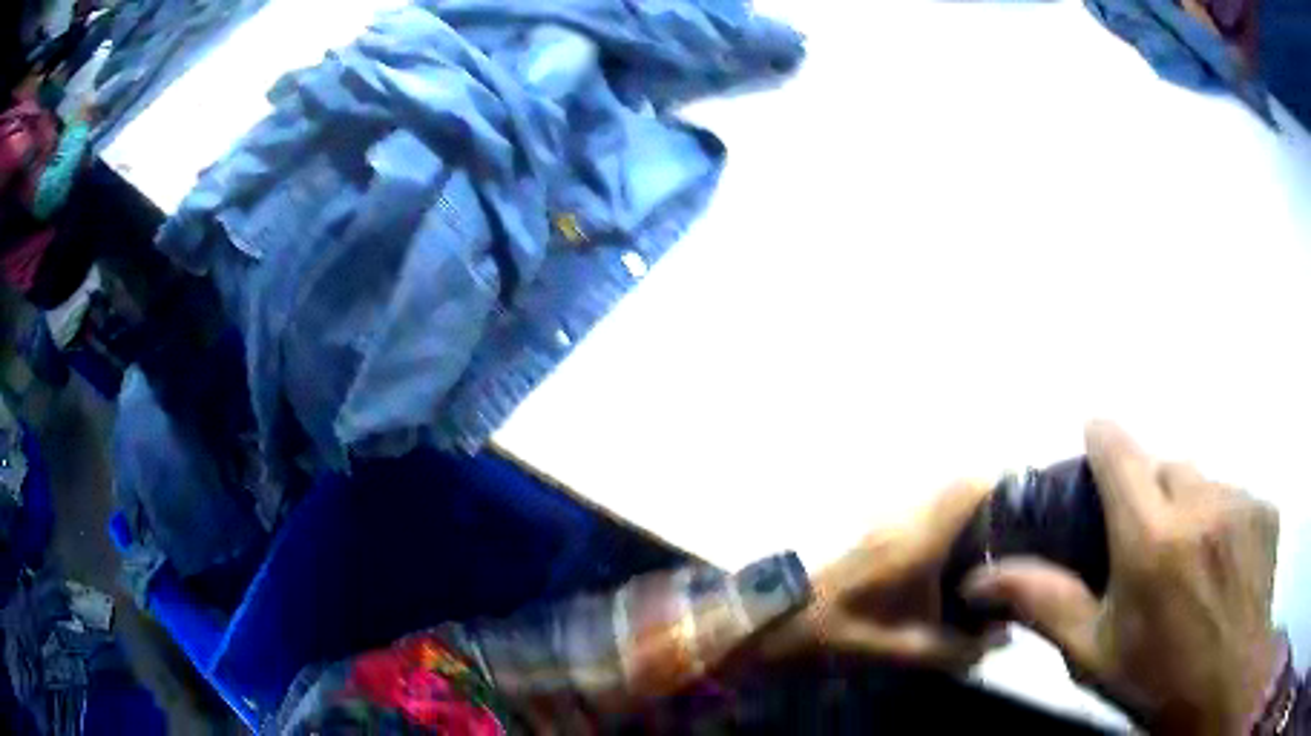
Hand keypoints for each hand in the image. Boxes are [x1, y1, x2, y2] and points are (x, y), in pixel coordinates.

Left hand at [762, 480, 1000, 669]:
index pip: (968, 488)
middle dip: (986, 506)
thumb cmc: (839, 636)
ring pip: (935, 500)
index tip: (1021, 511)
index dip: (1000, 490)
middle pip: (956, 490)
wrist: (778, 624)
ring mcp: (882, 522)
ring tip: (980, 552)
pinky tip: (940, 565)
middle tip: (1006, 539)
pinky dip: (937, 527)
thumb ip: (956, 649)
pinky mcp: (868, 533)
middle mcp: (904, 520)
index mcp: (918, 541)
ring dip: (960, 516)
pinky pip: (916, 515)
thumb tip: (1001, 639)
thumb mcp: (901, 651)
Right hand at [965, 422, 1280, 734]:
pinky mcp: (1265, 508)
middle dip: (1150, 491)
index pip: (1120, 451)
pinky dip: (1221, 519)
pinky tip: (1222, 564)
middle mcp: (1200, 503)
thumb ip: (1044, 603)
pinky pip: (1234, 496)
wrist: (1225, 687)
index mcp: (1152, 538)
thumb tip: (978, 580)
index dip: (1102, 437)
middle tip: (1146, 544)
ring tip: (1189, 561)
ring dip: (1189, 507)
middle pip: (1165, 464)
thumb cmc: (1155, 679)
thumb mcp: (1093, 653)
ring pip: (1203, 481)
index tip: (1092, 442)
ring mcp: (1240, 501)